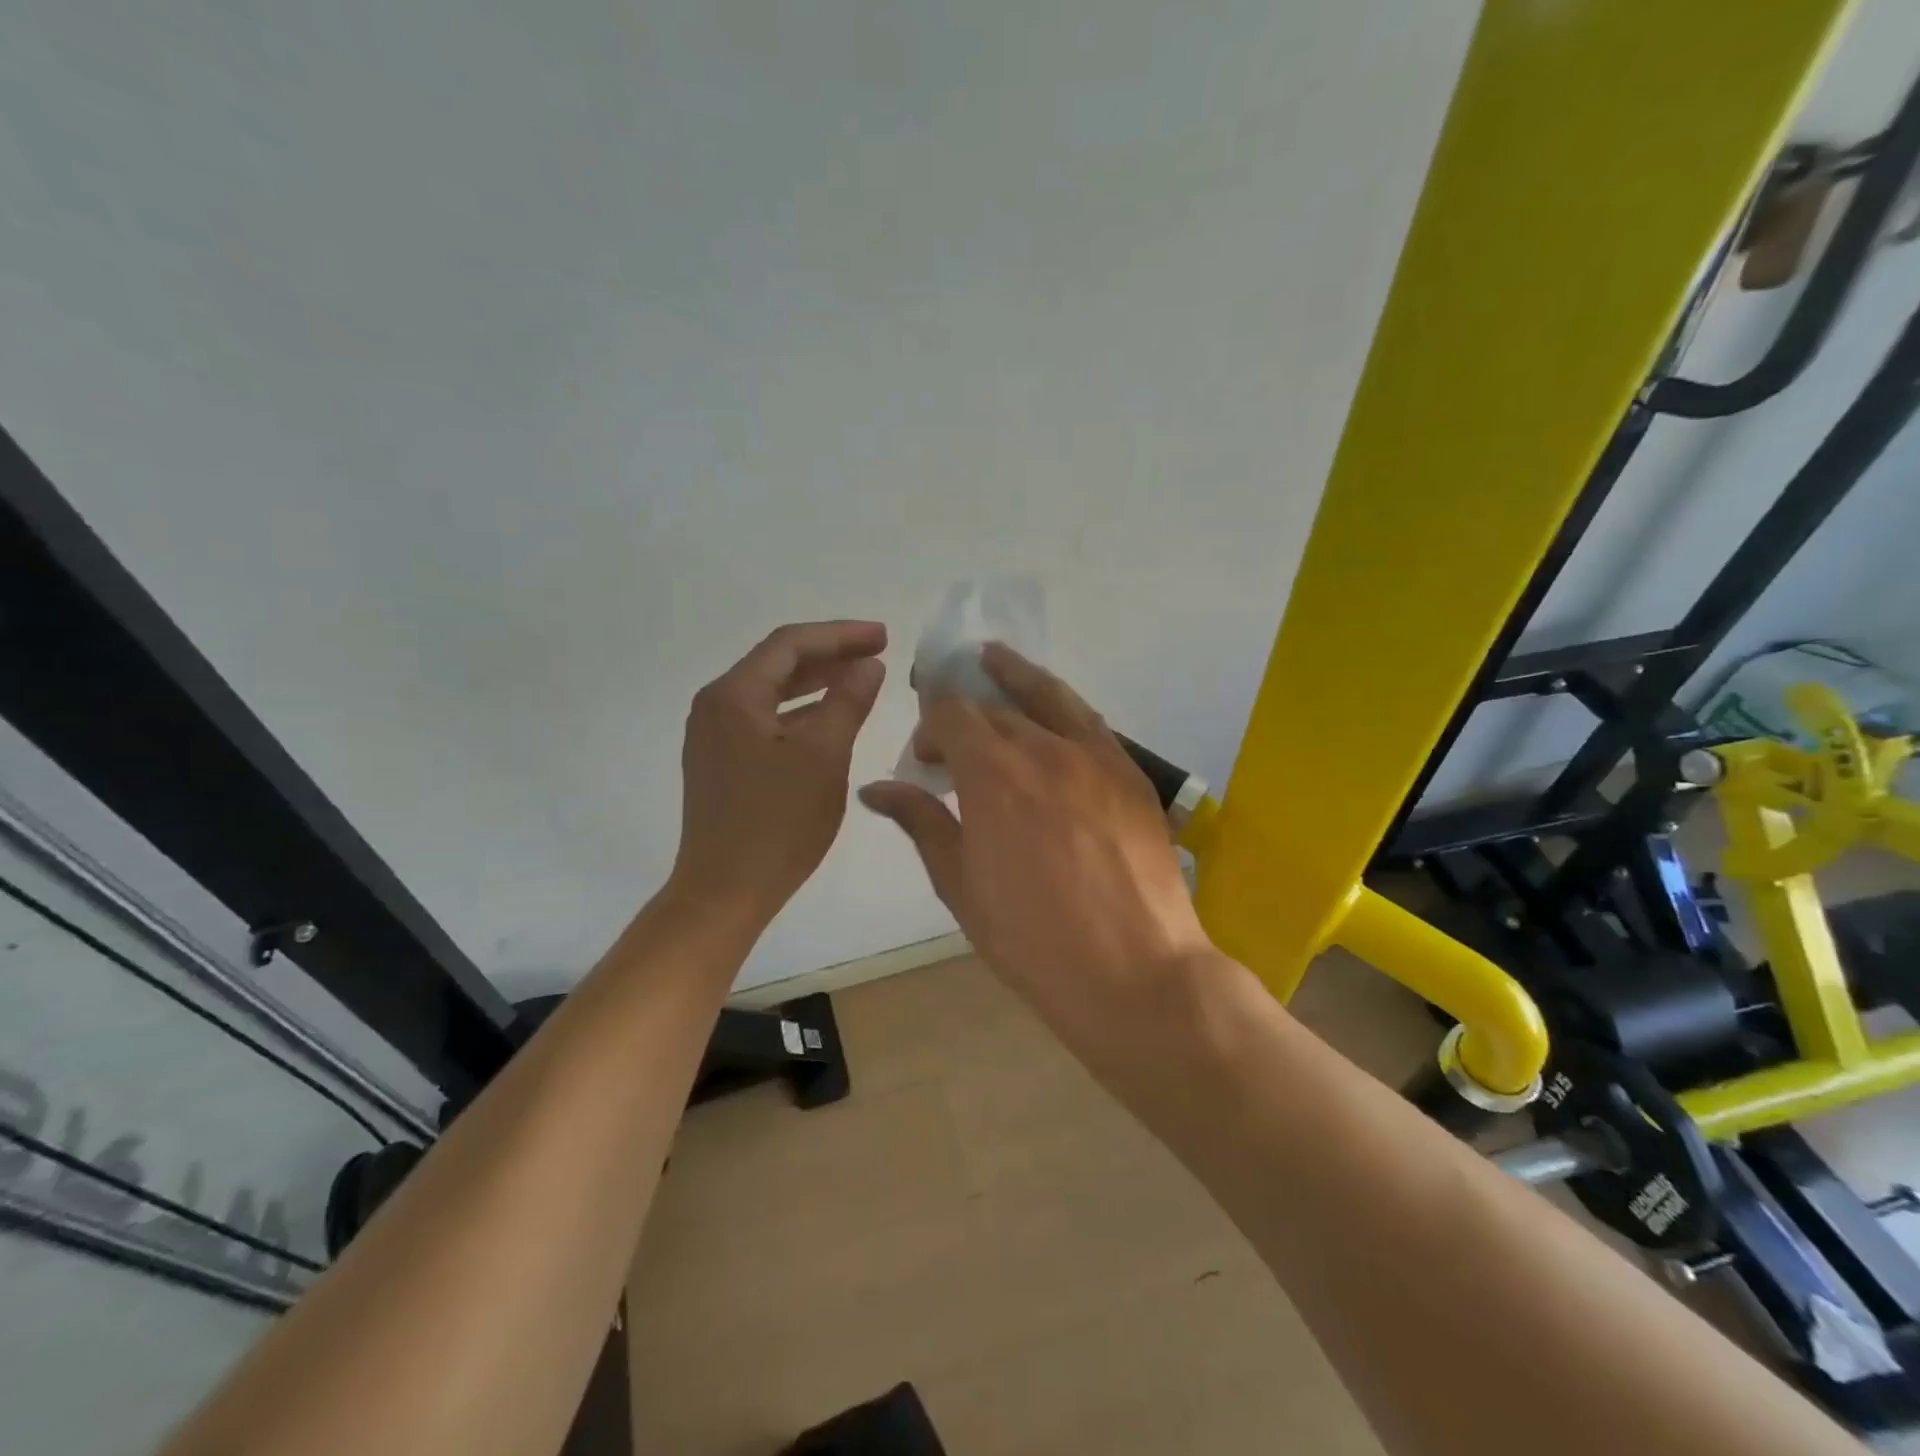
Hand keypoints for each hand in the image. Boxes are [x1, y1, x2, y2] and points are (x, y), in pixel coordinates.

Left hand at [673, 620, 886, 924]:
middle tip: (878, 653)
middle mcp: (715, 706)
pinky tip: (829, 721)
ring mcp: (713, 736)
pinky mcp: (720, 763)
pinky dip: (800, 713)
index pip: (791, 643)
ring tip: (860, 681)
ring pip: (771, 693)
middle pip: (777, 663)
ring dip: (816, 684)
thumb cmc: (777, 823)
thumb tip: (868, 665)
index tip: (884, 637)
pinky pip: (764, 720)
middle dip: (830, 655)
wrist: (724, 892)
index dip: (841, 635)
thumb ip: (848, 702)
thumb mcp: (824, 757)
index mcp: (734, 695)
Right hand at [859, 644, 1213, 1060]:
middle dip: (963, 714)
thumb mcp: (961, 885)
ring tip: (993, 658)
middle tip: (952, 739)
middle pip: (994, 707)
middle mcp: (1043, 747)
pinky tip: (1052, 709)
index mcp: (992, 774)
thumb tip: (877, 788)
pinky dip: (1060, 704)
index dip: (930, 724)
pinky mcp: (1131, 772)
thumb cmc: (1032, 940)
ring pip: (1048, 695)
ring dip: (1014, 676)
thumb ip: (922, 823)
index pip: (951, 714)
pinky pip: (1088, 720)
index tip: (924, 757)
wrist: (1134, 972)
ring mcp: (1095, 755)